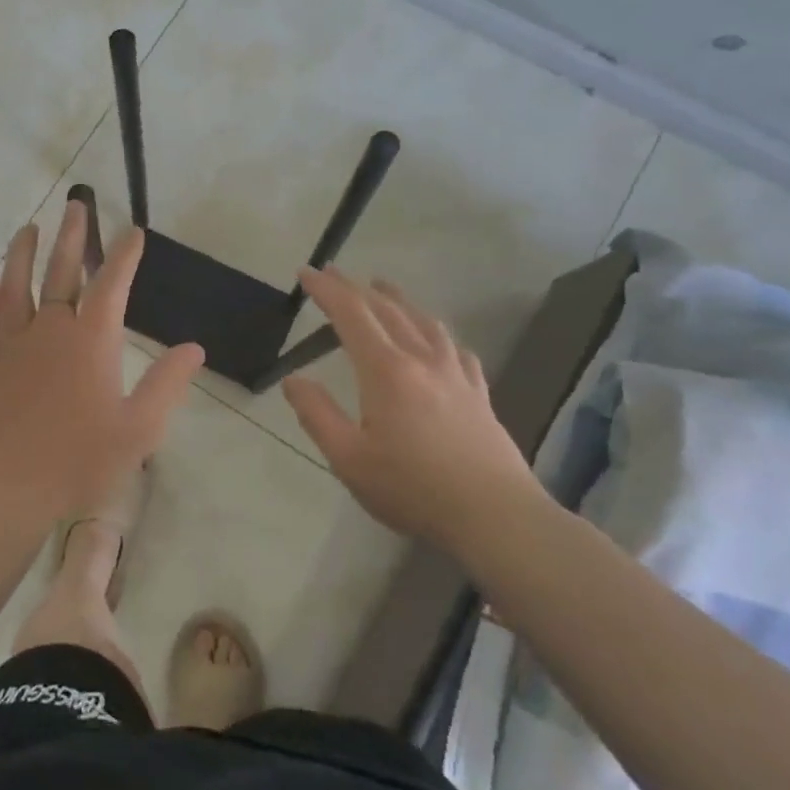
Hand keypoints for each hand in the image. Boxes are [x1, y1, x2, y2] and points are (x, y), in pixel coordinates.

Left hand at [0, 201, 204, 524]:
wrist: (9, 490)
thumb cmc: (80, 461)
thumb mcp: (140, 429)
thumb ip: (167, 384)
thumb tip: (193, 348)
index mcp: (90, 342)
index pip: (111, 285)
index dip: (123, 255)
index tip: (132, 230)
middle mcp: (50, 332)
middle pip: (60, 273)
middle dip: (72, 237)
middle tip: (75, 205)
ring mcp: (12, 347)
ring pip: (14, 289)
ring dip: (20, 255)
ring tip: (27, 229)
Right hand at [280, 267, 544, 552]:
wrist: (496, 516)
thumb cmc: (413, 488)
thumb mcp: (349, 459)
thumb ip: (317, 415)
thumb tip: (293, 380)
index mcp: (386, 371)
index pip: (351, 315)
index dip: (326, 290)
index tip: (306, 272)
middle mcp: (421, 360)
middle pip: (386, 310)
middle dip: (355, 287)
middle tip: (333, 273)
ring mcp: (455, 374)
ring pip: (424, 321)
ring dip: (398, 300)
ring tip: (383, 288)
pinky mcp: (478, 393)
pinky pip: (455, 349)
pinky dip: (436, 332)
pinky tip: (437, 339)